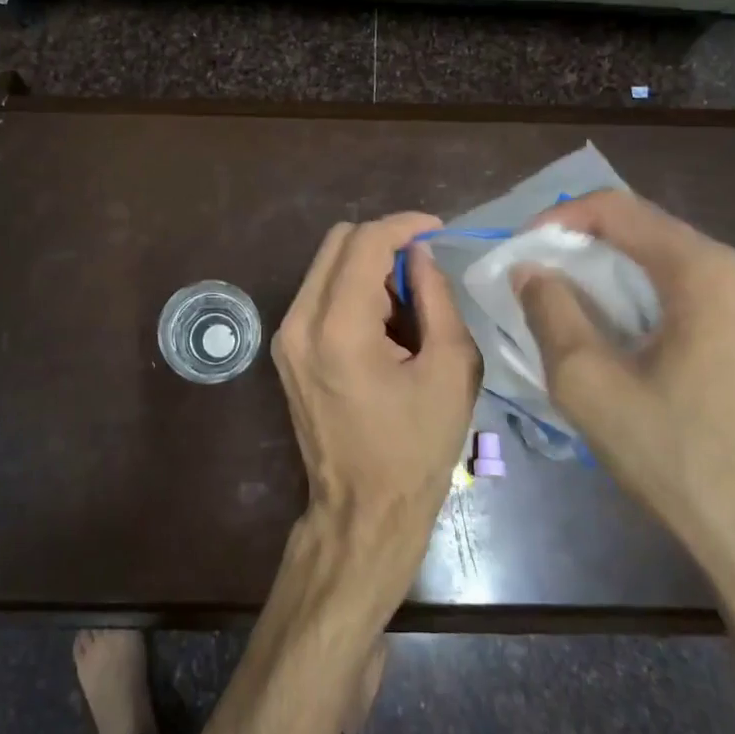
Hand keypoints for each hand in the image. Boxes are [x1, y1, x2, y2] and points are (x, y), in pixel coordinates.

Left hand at [273, 213, 481, 585]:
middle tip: (423, 269)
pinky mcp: (285, 350)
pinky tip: (381, 322)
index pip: (364, 241)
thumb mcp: (449, 369)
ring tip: (406, 303)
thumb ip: (436, 298)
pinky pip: (317, 294)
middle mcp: (299, 322)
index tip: (437, 231)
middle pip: (337, 242)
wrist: (363, 509)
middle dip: (383, 241)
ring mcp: (285, 336)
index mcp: (339, 327)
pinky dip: (350, 289)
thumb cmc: (416, 448)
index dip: (404, 225)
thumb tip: (421, 254)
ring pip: (324, 265)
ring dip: (366, 266)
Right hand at [512, 191, 734, 602]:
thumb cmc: (678, 459)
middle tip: (541, 284)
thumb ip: (550, 312)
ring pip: (678, 268)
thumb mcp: (588, 384)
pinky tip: (636, 345)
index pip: (618, 210)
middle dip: (588, 252)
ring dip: (622, 281)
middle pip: (651, 235)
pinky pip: (707, 298)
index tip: (522, 249)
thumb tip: (531, 270)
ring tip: (581, 315)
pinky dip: (658, 305)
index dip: (559, 219)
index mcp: (709, 272)